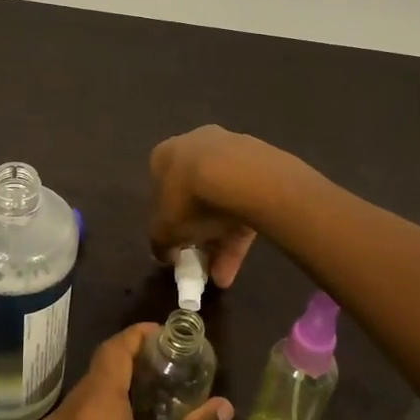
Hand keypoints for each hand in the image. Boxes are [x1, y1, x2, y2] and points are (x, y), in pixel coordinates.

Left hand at [20, 323, 233, 419]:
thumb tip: (220, 406)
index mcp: (90, 417)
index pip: (111, 353)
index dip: (137, 337)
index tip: (166, 335)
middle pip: (95, 378)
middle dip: (131, 371)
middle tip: (173, 376)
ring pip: (81, 407)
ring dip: (114, 400)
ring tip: (157, 411)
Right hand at [148, 125, 296, 287]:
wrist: (240, 176)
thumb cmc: (188, 198)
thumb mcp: (163, 231)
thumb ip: (160, 243)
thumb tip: (164, 252)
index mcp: (164, 155)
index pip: (162, 191)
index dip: (170, 222)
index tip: (178, 245)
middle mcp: (194, 145)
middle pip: (195, 195)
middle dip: (199, 232)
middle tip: (204, 261)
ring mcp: (230, 149)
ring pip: (223, 200)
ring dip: (222, 237)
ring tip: (225, 274)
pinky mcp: (259, 162)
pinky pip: (246, 198)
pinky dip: (242, 226)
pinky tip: (243, 256)